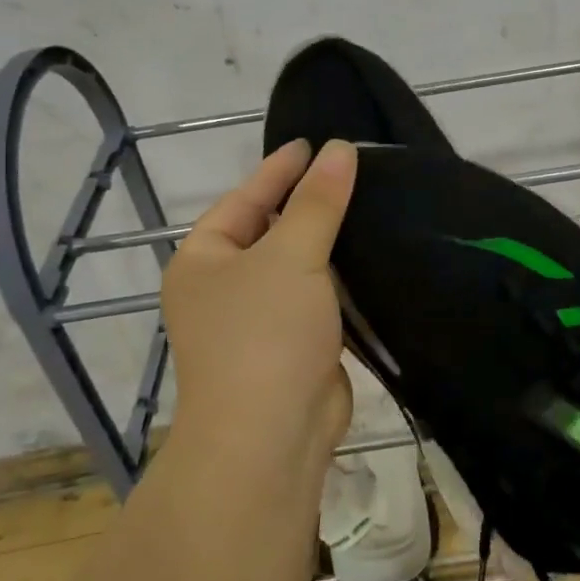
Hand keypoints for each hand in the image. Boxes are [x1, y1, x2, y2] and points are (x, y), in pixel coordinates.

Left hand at [161, 139, 355, 472]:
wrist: (270, 438)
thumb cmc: (264, 334)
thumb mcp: (290, 255)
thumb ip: (317, 201)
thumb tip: (340, 149)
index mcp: (204, 259)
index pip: (246, 198)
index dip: (280, 169)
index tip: (316, 142)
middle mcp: (225, 287)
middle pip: (272, 231)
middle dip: (310, 204)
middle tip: (354, 169)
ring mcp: (259, 320)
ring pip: (299, 266)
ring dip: (331, 242)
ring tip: (372, 203)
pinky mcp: (294, 346)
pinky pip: (319, 299)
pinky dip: (343, 279)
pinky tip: (375, 255)